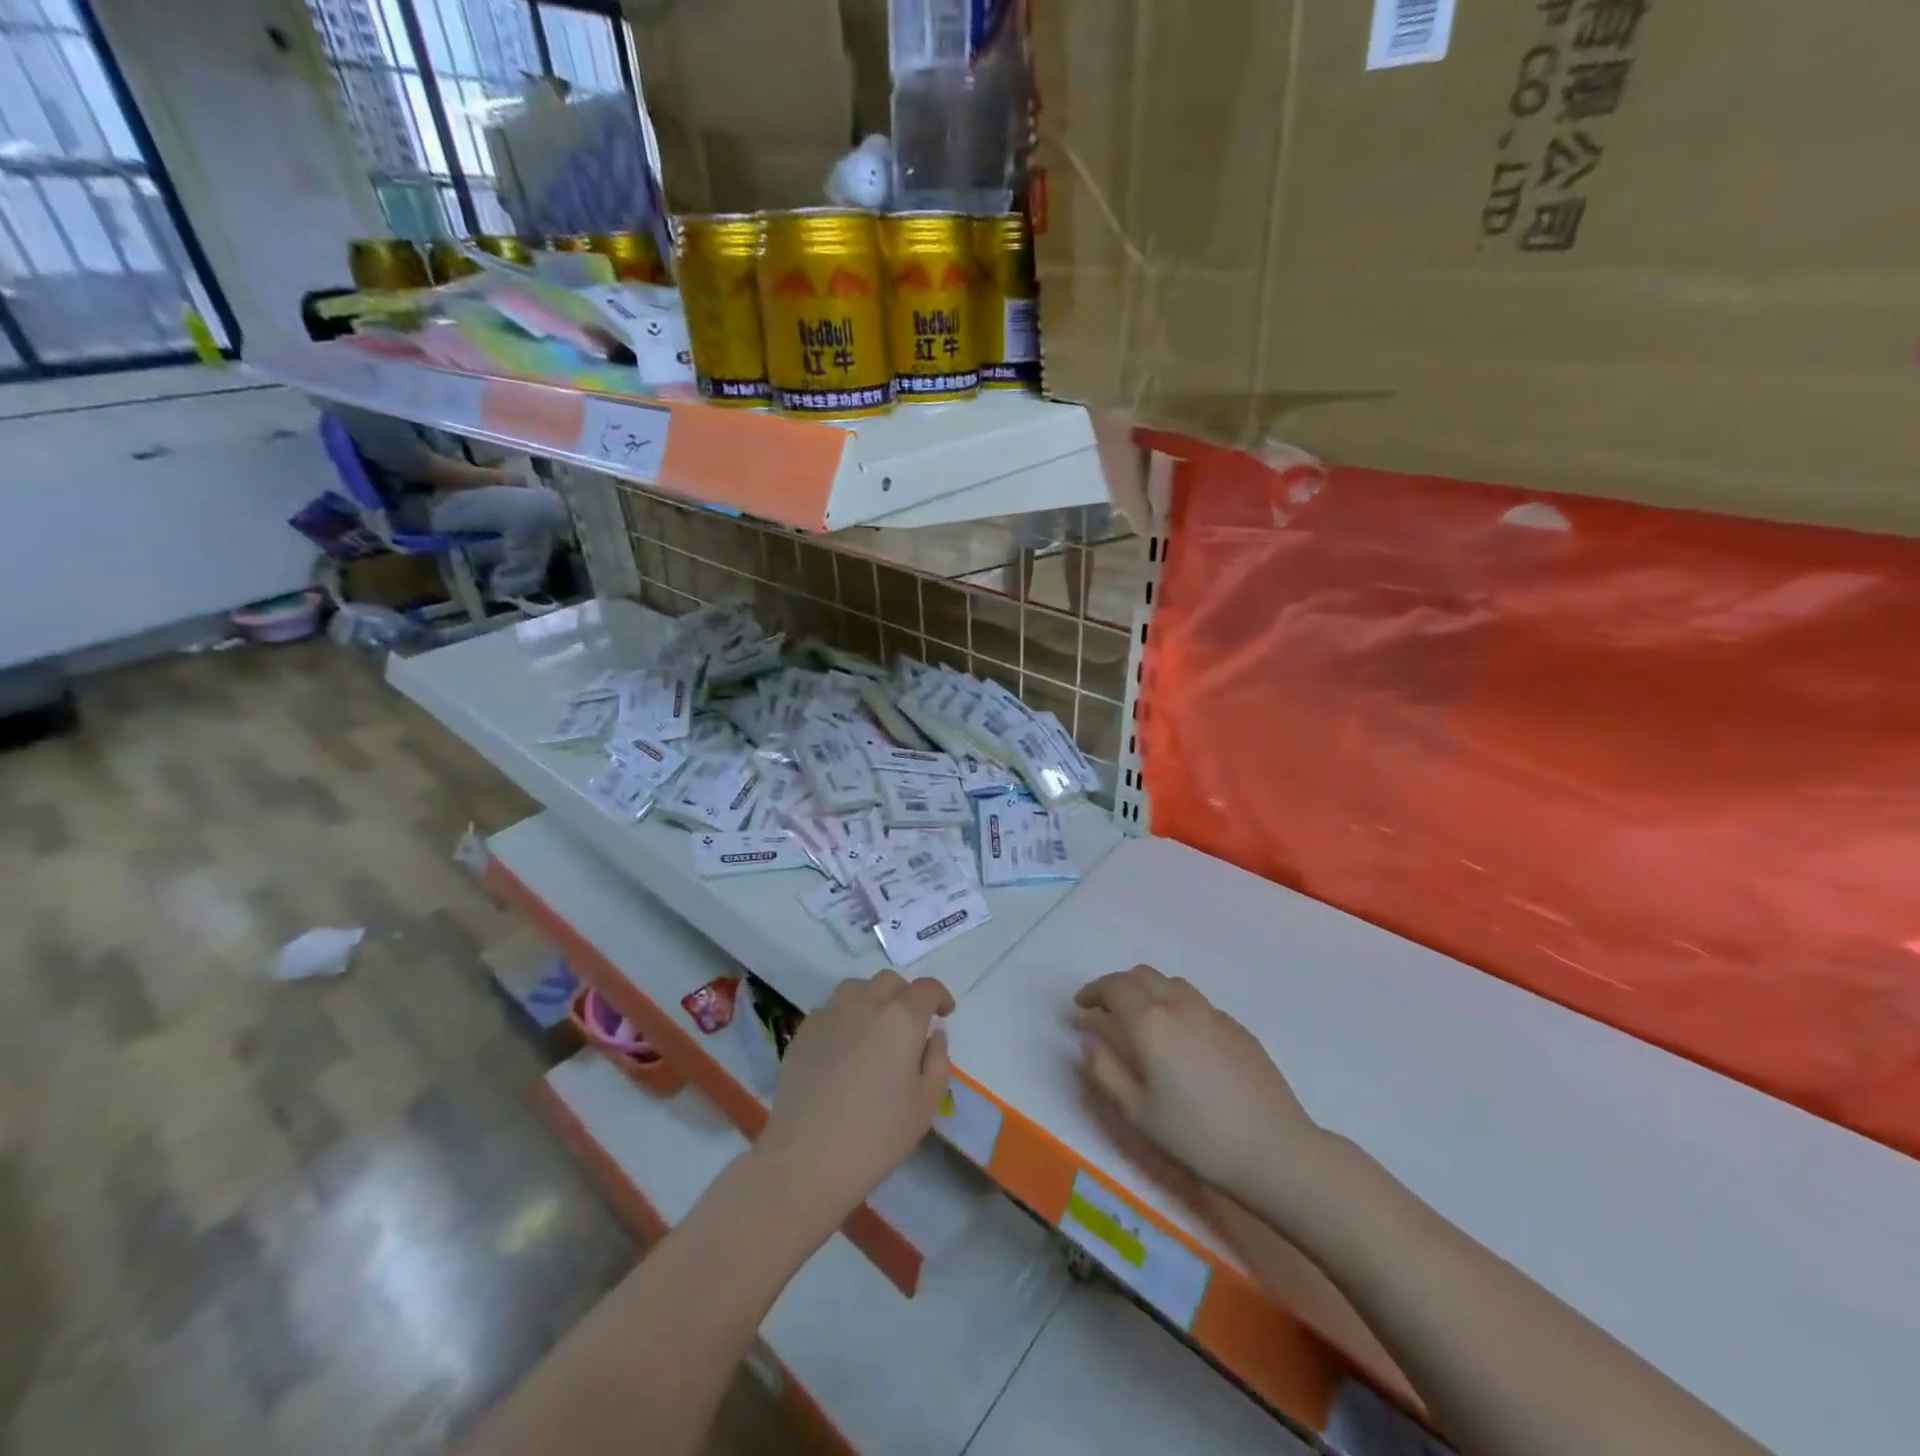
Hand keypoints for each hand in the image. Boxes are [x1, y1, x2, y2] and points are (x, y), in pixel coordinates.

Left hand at [755, 970, 953, 1234]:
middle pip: (890, 981)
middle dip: (906, 995)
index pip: (927, 988)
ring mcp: (830, 1014)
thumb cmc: (877, 1135)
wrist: (807, 1158)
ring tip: (874, 1029)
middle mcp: (865, 1004)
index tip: (944, 1013)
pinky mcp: (804, 1031)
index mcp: (901, 1018)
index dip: (939, 996)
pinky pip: (830, 1010)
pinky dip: (844, 1018)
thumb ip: (938, 1061)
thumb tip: (933, 1036)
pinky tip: (844, 1049)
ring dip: (872, 999)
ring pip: (856, 988)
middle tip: (910, 1025)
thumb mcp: (926, 1104)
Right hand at [1074, 964, 1323, 1196]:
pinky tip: (1182, 1040)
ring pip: (1172, 984)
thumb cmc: (1197, 1137)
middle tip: (1106, 1010)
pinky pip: (1197, 1003)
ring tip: (1143, 1020)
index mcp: (1150, 1022)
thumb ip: (1105, 1070)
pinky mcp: (1238, 1028)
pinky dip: (1177, 1007)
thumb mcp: (1137, 1113)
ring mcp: (1213, 1014)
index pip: (1114, 987)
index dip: (1093, 992)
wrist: (1274, 1150)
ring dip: (1149, 991)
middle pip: (1142, 975)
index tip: (1080, 1006)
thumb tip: (1087, 1039)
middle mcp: (1179, 1006)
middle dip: (1118, 986)